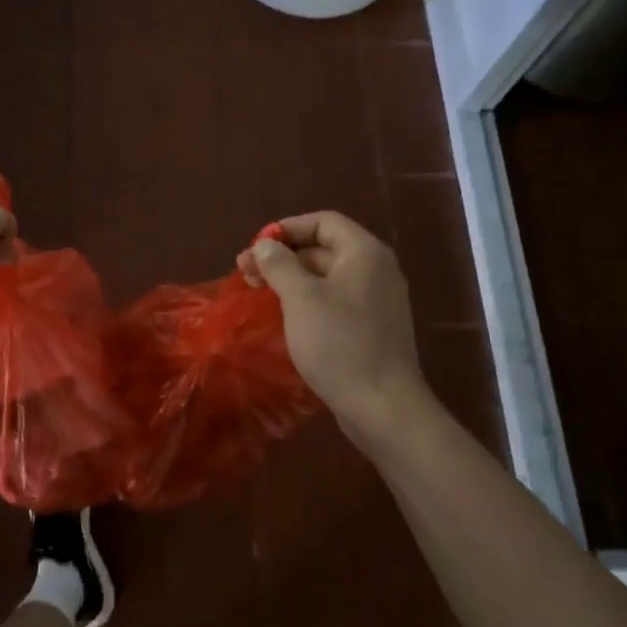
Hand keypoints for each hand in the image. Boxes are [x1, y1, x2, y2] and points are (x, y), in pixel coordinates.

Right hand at [238, 211, 424, 440]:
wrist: (381, 405)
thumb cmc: (339, 344)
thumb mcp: (301, 298)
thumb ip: (280, 265)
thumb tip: (264, 245)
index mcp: (364, 253)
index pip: (323, 221)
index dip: (286, 229)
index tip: (255, 248)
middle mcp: (375, 270)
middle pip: (323, 248)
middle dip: (283, 256)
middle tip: (245, 274)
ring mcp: (376, 301)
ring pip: (327, 277)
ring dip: (291, 280)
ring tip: (258, 294)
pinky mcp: (371, 328)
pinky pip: (335, 301)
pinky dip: (307, 301)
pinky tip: (283, 317)